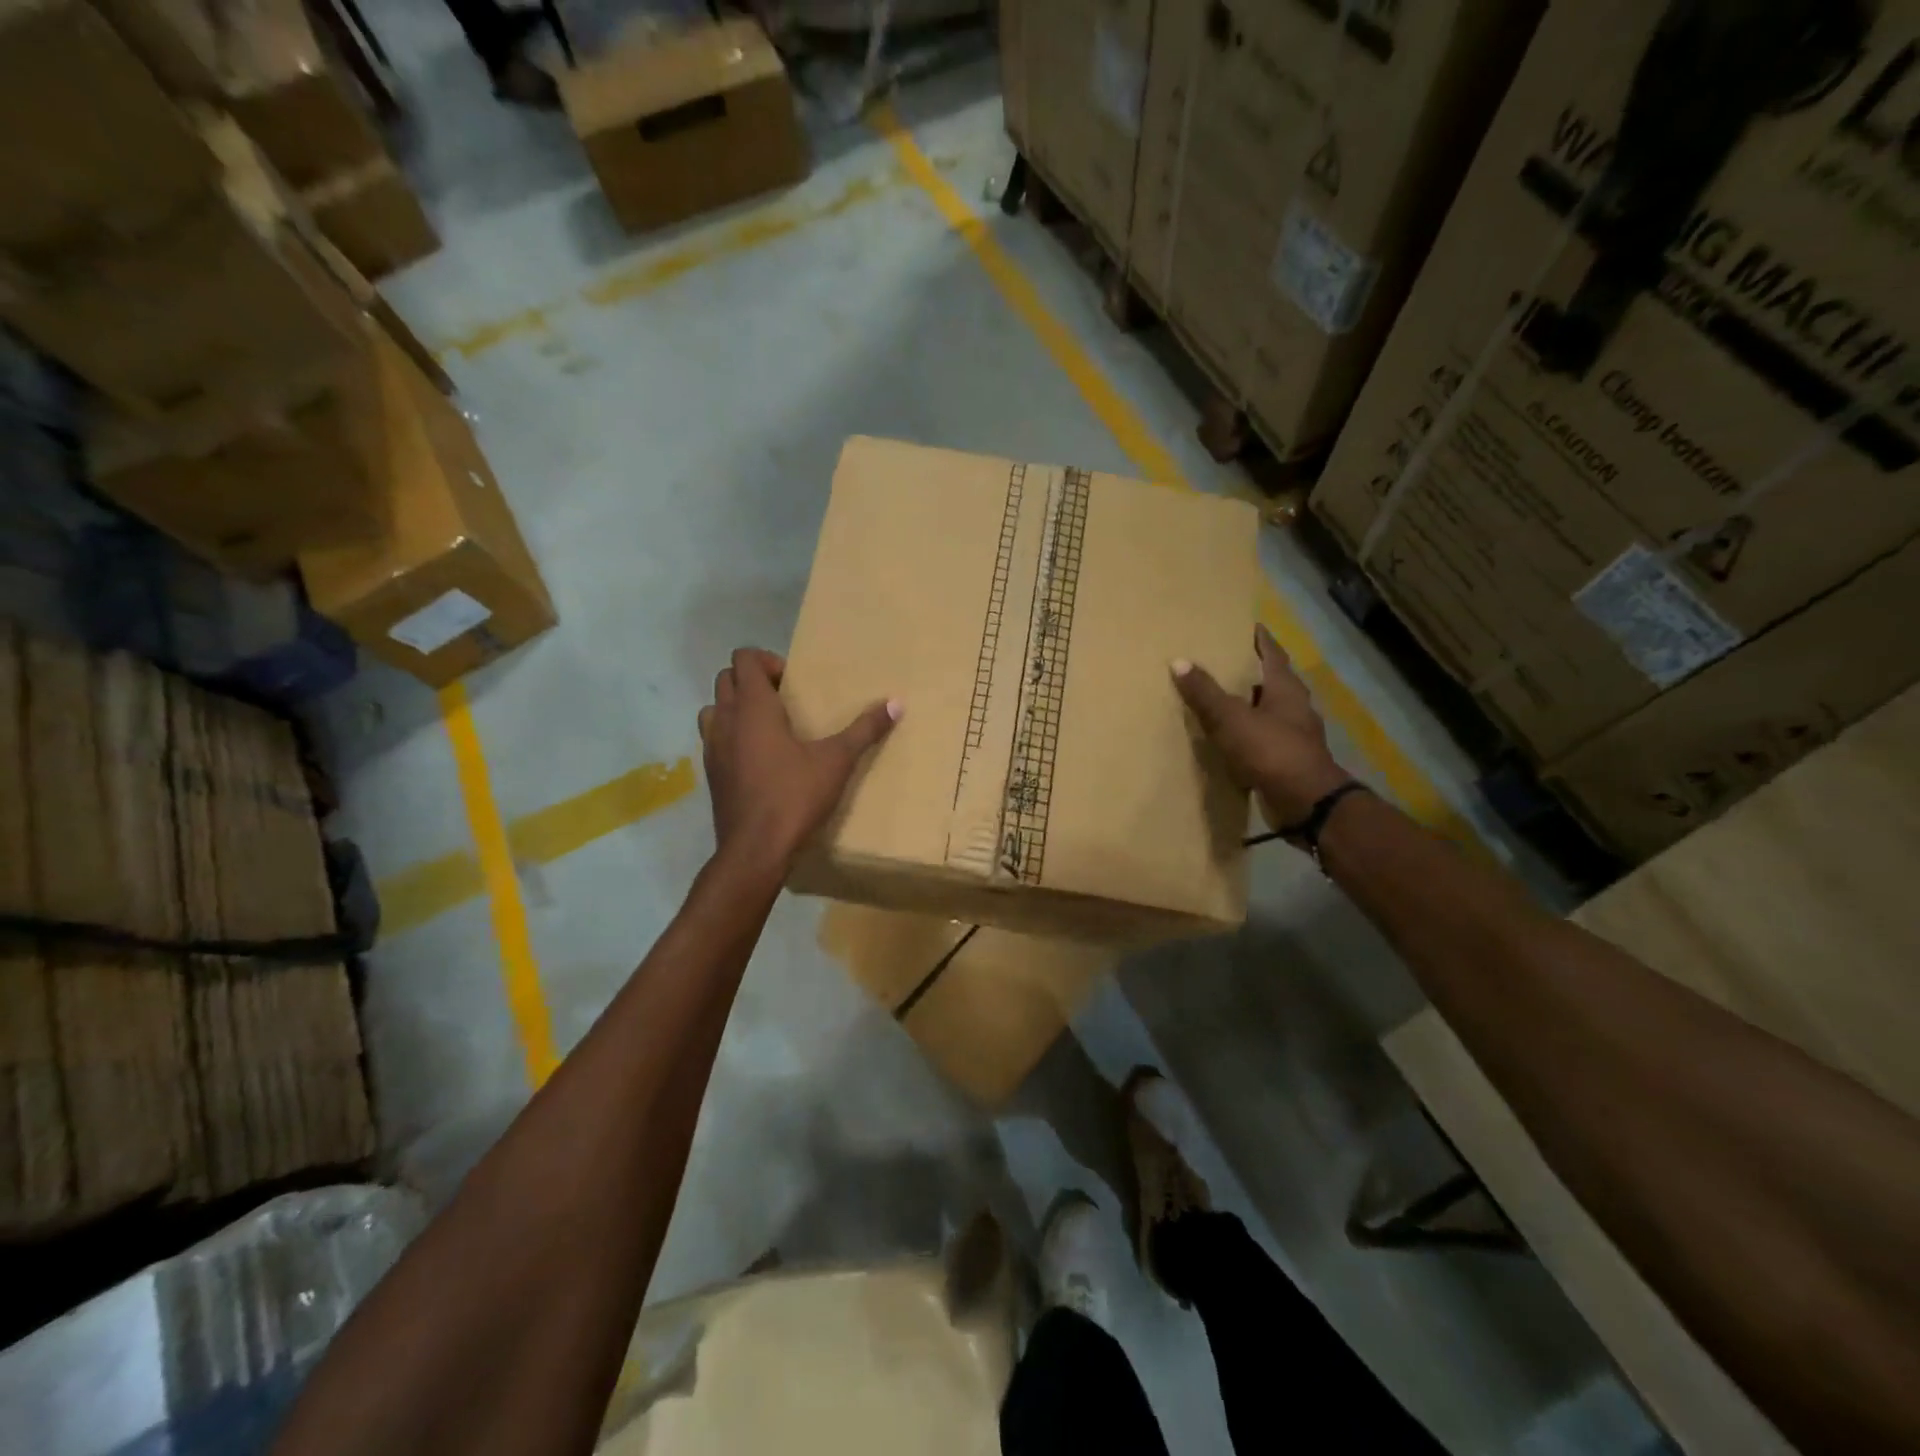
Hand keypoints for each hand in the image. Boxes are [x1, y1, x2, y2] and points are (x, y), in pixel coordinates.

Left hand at [698, 648, 900, 866]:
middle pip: (726, 678)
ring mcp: (712, 747)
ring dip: (736, 707)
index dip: (767, 661)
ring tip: (768, 726)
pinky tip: (759, 758)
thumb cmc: (794, 796)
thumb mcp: (836, 761)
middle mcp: (725, 720)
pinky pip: (714, 738)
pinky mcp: (710, 773)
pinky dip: (731, 735)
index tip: (793, 683)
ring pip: (714, 708)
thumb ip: (864, 729)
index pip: (744, 659)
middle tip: (785, 700)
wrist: (755, 849)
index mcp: (753, 707)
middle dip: (753, 681)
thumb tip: (896, 703)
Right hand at [1172, 624, 1351, 828]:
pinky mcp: (1289, 762)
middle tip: (1228, 662)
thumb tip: (1179, 661)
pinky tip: (1232, 740)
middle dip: (1254, 672)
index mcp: (1286, 690)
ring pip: (1271, 712)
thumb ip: (1205, 693)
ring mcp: (1295, 737)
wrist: (1306, 803)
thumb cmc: (1271, 751)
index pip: (1273, 655)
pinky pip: (1266, 740)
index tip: (1249, 627)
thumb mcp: (1231, 719)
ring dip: (1251, 706)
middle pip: (1274, 682)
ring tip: (1224, 700)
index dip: (1261, 640)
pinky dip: (1250, 735)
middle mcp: (1296, 709)